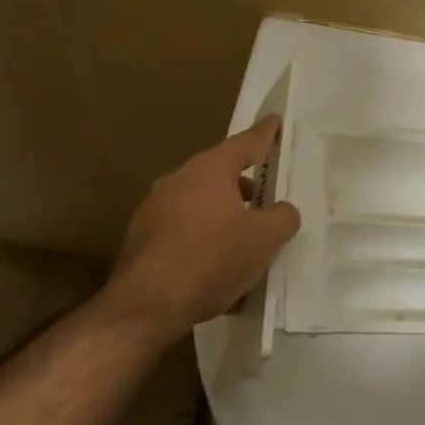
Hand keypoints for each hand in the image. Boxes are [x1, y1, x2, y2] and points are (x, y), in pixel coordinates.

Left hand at [105, 115, 302, 341]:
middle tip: (264, 198)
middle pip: (219, 174)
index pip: (245, 143)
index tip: (275, 120)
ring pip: (199, 203)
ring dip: (222, 215)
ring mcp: (154, 208)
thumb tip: (283, 211)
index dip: (265, 134)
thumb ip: (283, 217)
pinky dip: (202, 240)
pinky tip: (215, 268)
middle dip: (243, 185)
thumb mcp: (264, 240)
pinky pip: (182, 230)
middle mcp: (178, 180)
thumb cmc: (212, 259)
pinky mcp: (141, 238)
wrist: (146, 304)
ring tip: (243, 241)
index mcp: (209, 170)